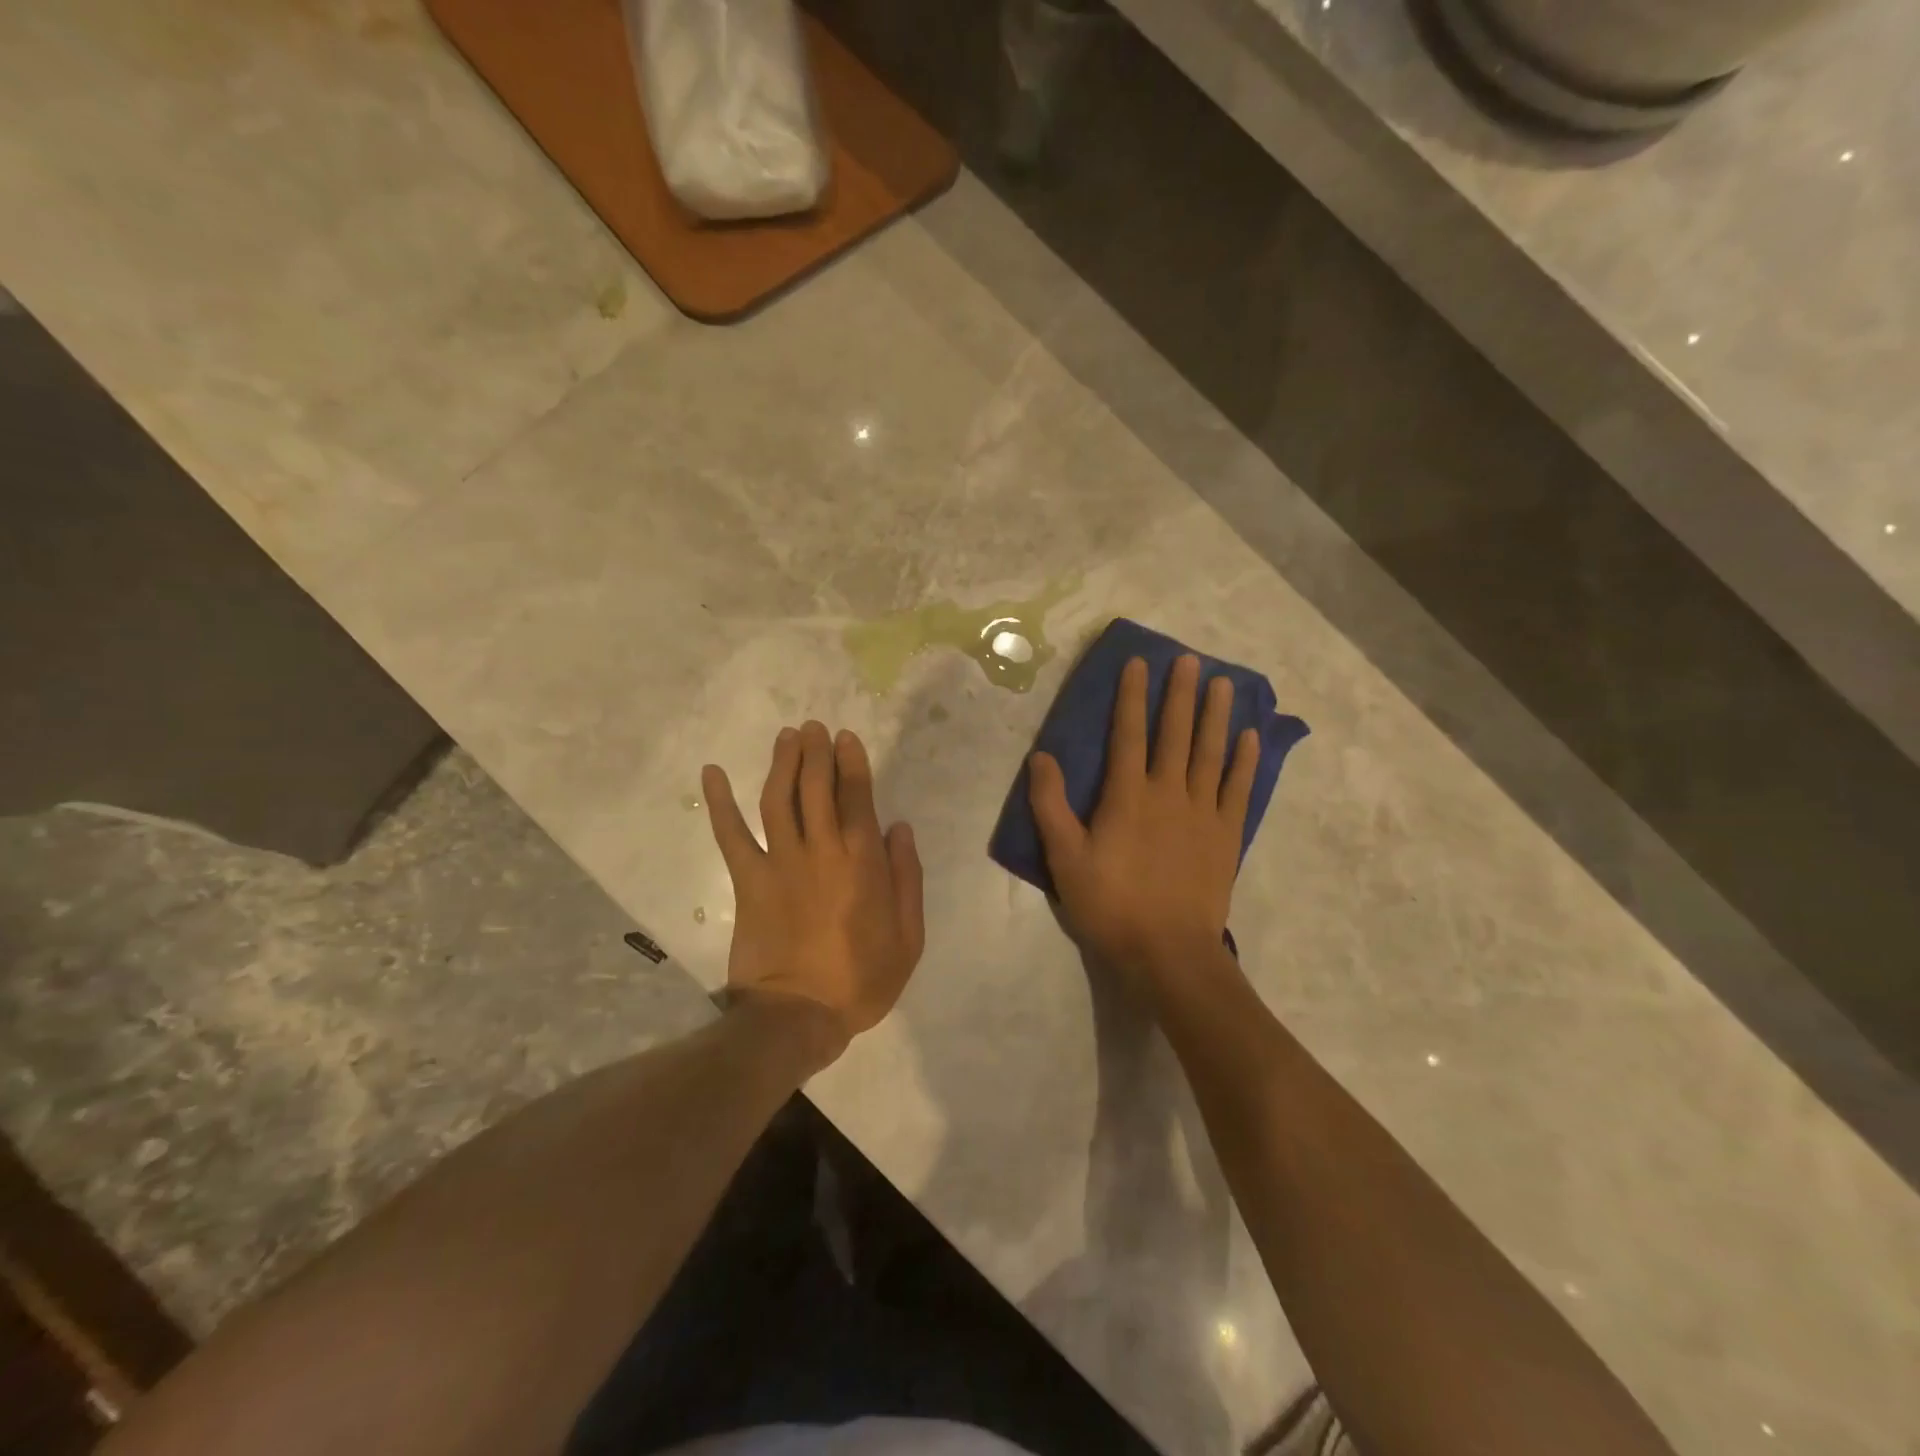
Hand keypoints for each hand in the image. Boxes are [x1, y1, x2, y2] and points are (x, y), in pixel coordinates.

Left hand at [703, 722, 924, 1065]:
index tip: (845, 738)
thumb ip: (907, 877)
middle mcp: (821, 850)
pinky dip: (719, 803)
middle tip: (813, 727)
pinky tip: (711, 774)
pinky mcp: (748, 881)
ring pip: (779, 799)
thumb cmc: (862, 978)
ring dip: (782, 763)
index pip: (857, 796)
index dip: (851, 762)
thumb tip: (898, 827)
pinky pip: (730, 835)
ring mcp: (780, 862)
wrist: (800, 1015)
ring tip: (786, 737)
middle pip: (816, 787)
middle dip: (816, 752)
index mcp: (862, 861)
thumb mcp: (908, 935)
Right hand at [1028, 655, 1257, 993]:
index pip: (1128, 733)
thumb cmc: (1110, 905)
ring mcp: (1203, 812)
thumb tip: (1041, 758)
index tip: (1139, 663)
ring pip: (1211, 752)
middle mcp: (1168, 792)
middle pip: (1175, 733)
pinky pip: (1239, 788)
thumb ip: (1051, 806)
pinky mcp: (1226, 835)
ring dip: (1216, 715)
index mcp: (1127, 796)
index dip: (1132, 696)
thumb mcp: (1065, 859)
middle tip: (1189, 658)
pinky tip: (1250, 738)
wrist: (1168, 952)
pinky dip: (1245, 761)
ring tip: (1222, 683)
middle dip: (1180, 693)